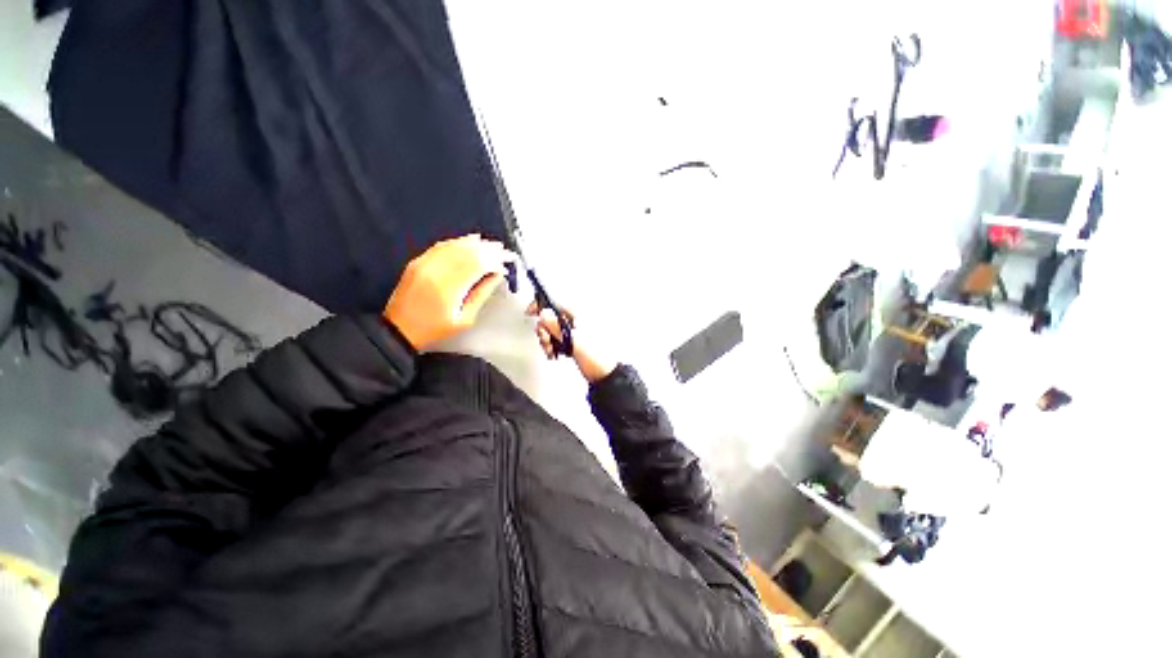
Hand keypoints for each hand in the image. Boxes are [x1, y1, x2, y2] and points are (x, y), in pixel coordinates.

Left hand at [384, 235, 513, 350]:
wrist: (398, 330)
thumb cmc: (434, 330)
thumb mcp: (464, 319)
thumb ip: (481, 295)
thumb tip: (496, 276)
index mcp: (449, 288)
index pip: (478, 264)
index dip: (495, 260)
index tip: (507, 261)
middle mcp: (436, 271)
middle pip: (468, 252)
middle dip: (489, 250)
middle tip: (504, 251)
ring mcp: (425, 264)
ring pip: (455, 246)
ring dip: (476, 243)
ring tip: (492, 245)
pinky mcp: (418, 262)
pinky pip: (441, 246)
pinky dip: (458, 241)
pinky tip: (470, 240)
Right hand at [527, 302, 616, 382]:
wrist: (603, 375)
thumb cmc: (595, 357)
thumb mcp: (573, 340)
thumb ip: (556, 326)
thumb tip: (543, 313)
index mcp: (580, 314)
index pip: (556, 302)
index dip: (541, 305)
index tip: (530, 312)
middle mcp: (577, 320)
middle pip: (550, 317)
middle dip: (544, 330)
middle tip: (548, 341)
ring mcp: (574, 331)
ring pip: (551, 329)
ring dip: (547, 340)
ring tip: (552, 351)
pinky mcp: (573, 341)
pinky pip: (556, 339)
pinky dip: (552, 345)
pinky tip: (555, 354)